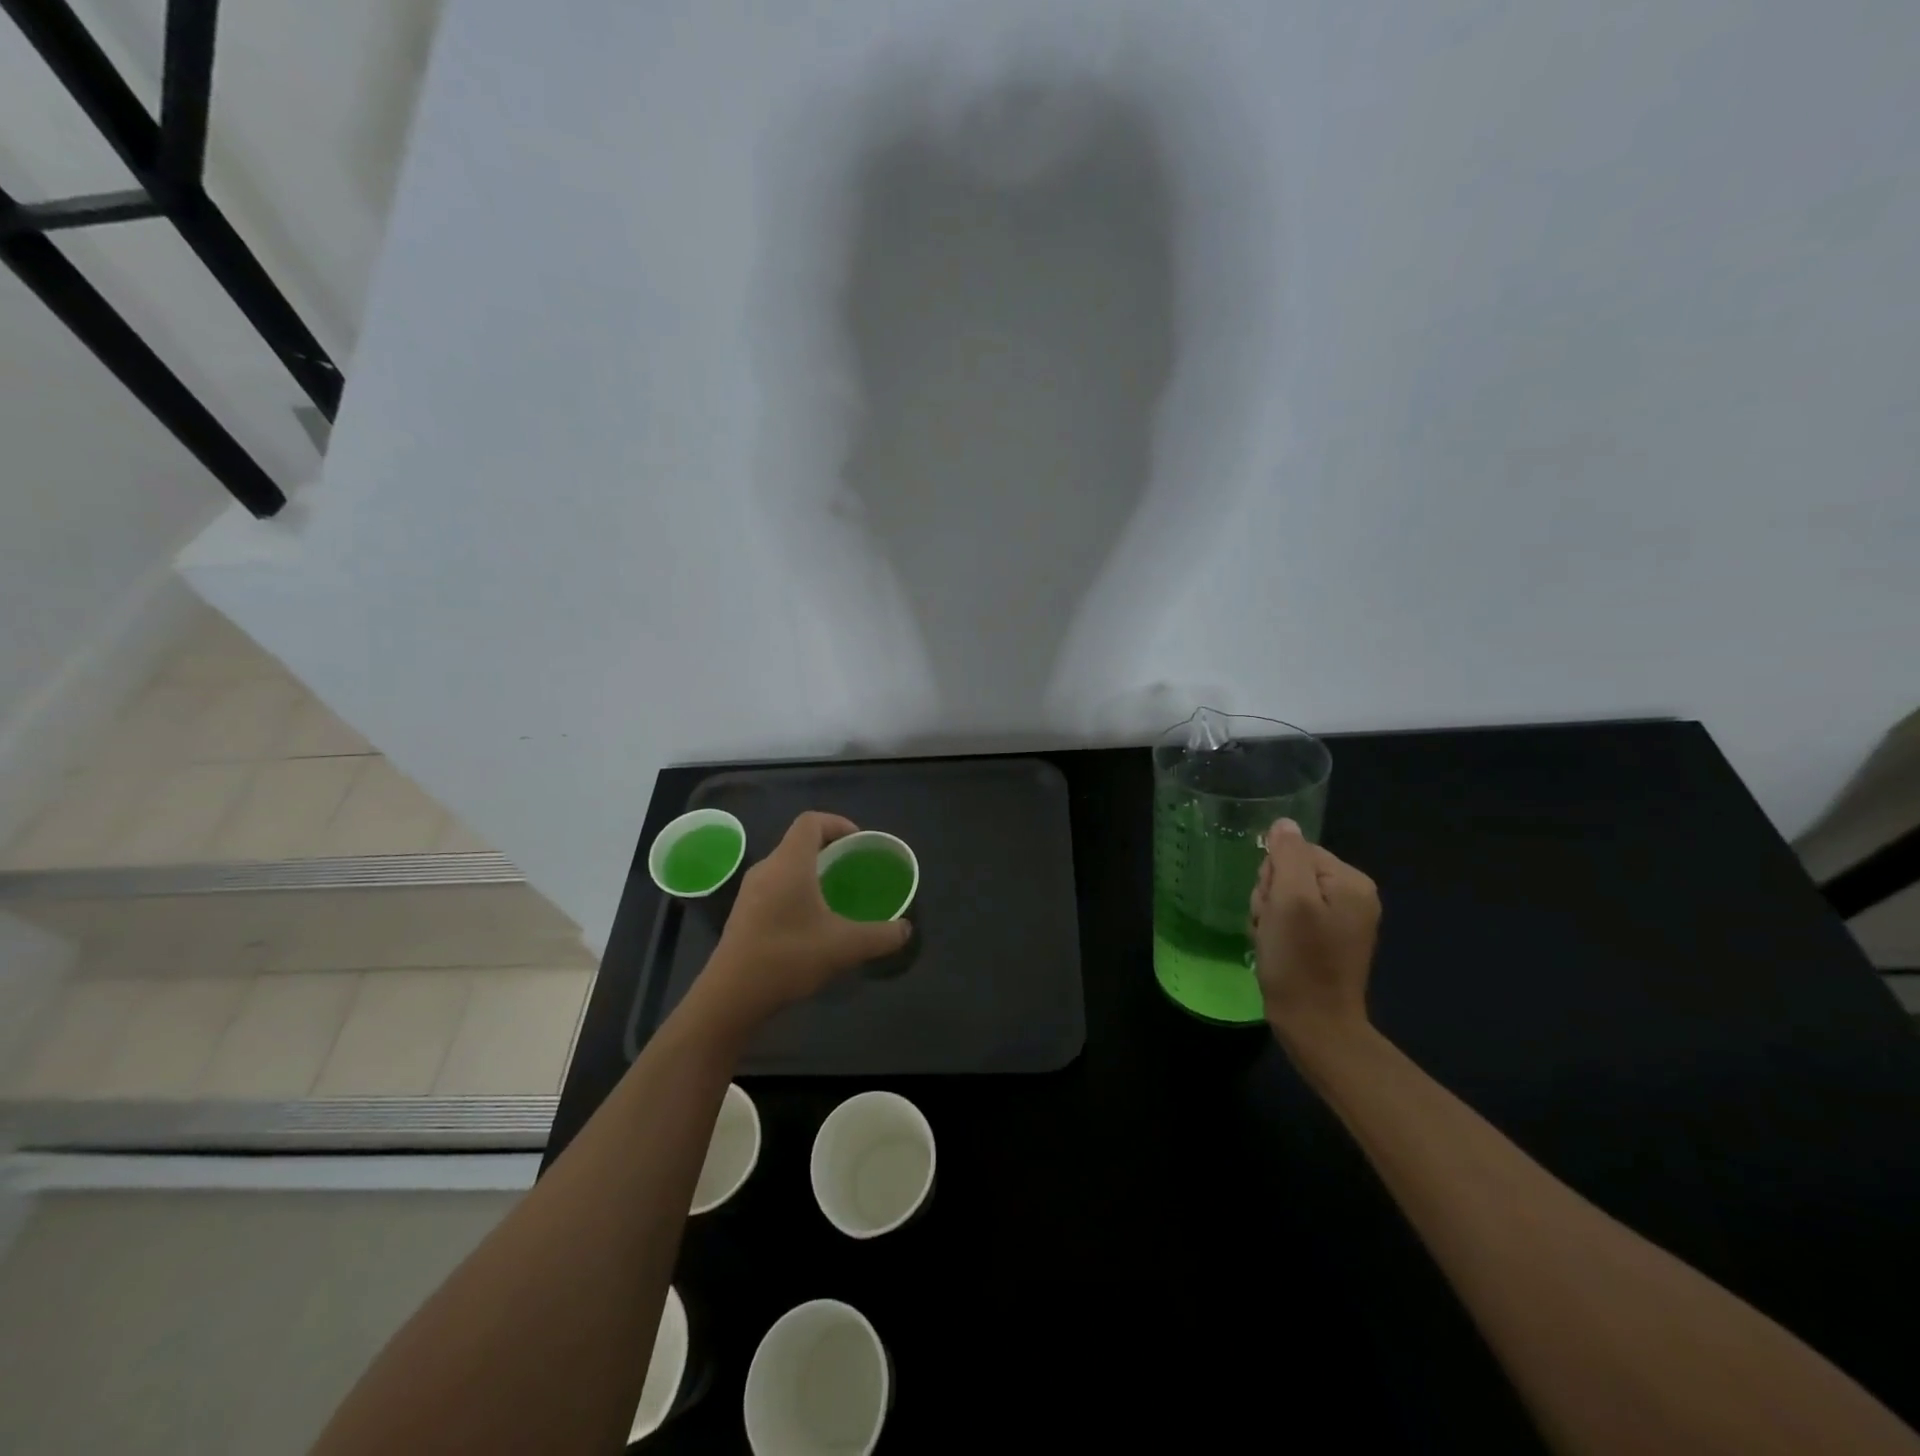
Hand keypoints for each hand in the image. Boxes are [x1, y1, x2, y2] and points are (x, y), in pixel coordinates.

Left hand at [689, 811, 910, 1033]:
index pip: (811, 821)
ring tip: (836, 894)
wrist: (731, 996)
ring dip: (812, 871)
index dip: (838, 823)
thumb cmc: (788, 957)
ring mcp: (751, 891)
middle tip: (853, 869)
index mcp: (790, 863)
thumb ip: (881, 936)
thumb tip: (906, 930)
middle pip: (799, 842)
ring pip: (786, 865)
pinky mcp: (743, 912)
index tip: (858, 843)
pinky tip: (811, 921)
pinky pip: (775, 885)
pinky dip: (797, 889)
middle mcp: (767, 868)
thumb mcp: (845, 947)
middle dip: (829, 849)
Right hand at [1250, 818, 1380, 1049]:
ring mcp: (1341, 921)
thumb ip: (1287, 855)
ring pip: (1284, 896)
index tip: (1274, 907)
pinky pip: (1291, 919)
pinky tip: (1276, 950)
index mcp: (1351, 881)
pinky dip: (1277, 932)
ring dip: (1269, 916)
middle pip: (1290, 872)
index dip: (1274, 876)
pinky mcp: (1328, 942)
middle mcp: (1353, 896)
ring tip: (1272, 941)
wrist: (1315, 1025)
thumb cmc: (1300, 960)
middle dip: (1270, 896)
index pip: (1296, 851)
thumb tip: (1284, 824)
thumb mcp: (1288, 900)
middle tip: (1272, 926)